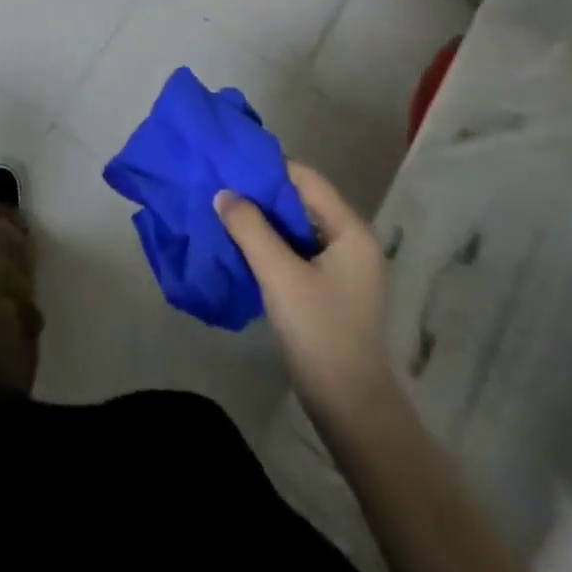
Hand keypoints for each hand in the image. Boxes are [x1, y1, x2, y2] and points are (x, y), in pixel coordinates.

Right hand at [216, 160, 393, 422]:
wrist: (351, 409)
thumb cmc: (320, 333)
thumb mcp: (279, 275)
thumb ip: (250, 228)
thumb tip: (223, 193)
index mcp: (350, 230)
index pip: (305, 178)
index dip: (267, 167)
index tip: (229, 162)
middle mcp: (351, 240)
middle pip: (301, 200)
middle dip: (261, 193)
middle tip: (220, 185)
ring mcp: (342, 267)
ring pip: (296, 226)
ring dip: (263, 219)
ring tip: (224, 210)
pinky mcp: (330, 288)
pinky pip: (297, 250)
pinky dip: (271, 242)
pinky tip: (242, 244)